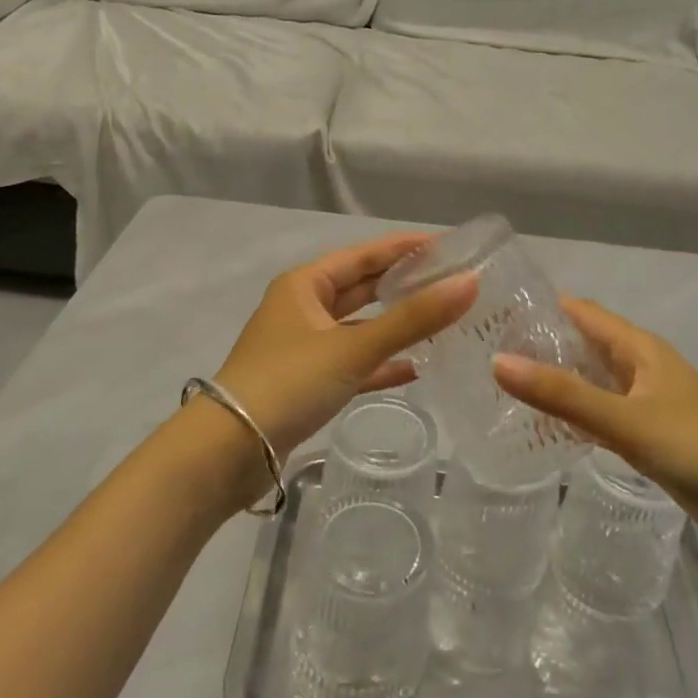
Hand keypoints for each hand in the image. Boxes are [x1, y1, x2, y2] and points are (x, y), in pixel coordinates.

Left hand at [213, 233, 477, 461]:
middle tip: (450, 282)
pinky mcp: (306, 383)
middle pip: (361, 288)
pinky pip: (351, 363)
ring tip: (440, 322)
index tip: (447, 246)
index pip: (363, 255)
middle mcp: (302, 308)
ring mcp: (303, 347)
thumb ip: (412, 319)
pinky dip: (379, 364)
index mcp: (304, 285)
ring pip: (357, 327)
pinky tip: (413, 370)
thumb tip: (469, 284)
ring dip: (393, 326)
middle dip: (402, 285)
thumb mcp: (353, 348)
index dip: (404, 248)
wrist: (229, 451)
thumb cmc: (288, 383)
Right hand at [493, 298, 697, 563]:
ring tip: (502, 388)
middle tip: (484, 353)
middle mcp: (642, 368)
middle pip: (584, 345)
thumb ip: (563, 394)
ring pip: (592, 382)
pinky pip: (602, 416)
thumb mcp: (627, 420)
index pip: (581, 312)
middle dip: (540, 346)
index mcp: (641, 349)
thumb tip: (498, 362)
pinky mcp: (651, 439)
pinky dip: (575, 416)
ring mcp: (648, 404)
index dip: (540, 308)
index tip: (492, 313)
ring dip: (556, 382)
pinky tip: (545, 429)